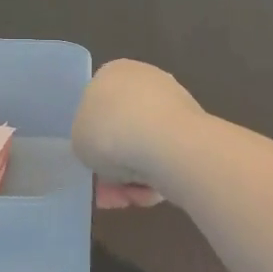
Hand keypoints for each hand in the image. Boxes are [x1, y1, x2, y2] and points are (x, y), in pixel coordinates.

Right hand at [74, 59, 204, 207]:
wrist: (166, 144)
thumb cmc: (110, 131)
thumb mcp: (78, 136)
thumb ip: (87, 137)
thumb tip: (103, 148)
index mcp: (113, 72)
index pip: (98, 103)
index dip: (92, 137)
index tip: (91, 161)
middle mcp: (145, 81)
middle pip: (122, 128)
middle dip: (114, 163)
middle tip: (107, 191)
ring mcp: (173, 104)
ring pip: (144, 147)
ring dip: (133, 176)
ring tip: (128, 199)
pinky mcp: (194, 130)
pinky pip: (166, 157)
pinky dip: (157, 177)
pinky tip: (149, 195)